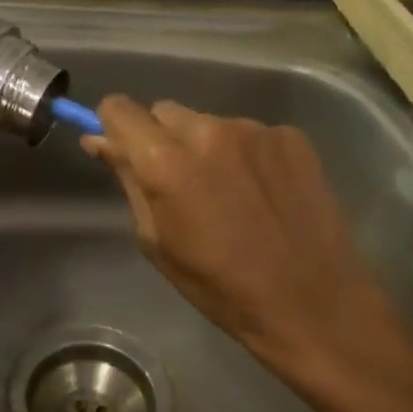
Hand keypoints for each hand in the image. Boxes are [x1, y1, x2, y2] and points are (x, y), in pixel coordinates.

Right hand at [83, 96, 380, 363]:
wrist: (313, 303)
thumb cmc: (221, 286)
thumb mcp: (157, 240)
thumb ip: (128, 181)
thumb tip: (99, 141)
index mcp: (166, 160)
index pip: (120, 108)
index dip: (115, 125)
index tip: (124, 148)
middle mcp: (208, 130)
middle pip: (165, 112)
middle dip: (162, 138)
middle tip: (181, 182)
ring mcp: (254, 129)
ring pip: (209, 122)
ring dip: (207, 146)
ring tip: (230, 192)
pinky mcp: (291, 137)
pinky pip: (250, 133)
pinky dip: (246, 153)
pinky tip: (263, 192)